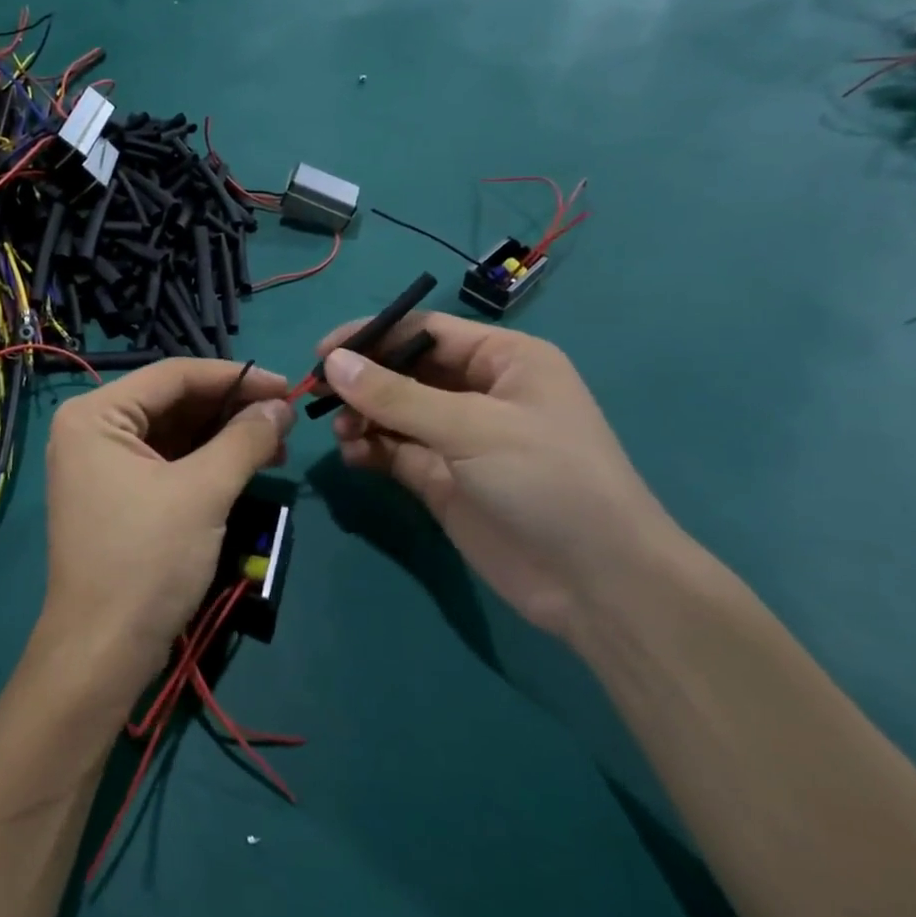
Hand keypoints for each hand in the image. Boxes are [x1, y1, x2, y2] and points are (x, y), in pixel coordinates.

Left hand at [36, 360, 293, 702]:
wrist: (103, 651)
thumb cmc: (147, 560)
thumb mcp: (203, 492)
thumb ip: (244, 440)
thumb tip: (281, 406)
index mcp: (96, 414)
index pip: (174, 375)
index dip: (235, 377)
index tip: (286, 386)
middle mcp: (92, 429)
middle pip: (173, 402)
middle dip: (231, 409)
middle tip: (286, 419)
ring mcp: (101, 464)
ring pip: (174, 433)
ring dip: (224, 436)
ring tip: (277, 445)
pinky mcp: (117, 494)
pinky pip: (167, 461)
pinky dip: (206, 462)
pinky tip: (247, 466)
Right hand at [316, 313, 691, 643]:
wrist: (598, 585)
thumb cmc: (548, 481)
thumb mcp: (473, 427)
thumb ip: (397, 396)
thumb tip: (332, 361)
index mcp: (503, 360)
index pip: (424, 331)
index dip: (372, 336)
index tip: (323, 353)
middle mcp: (479, 391)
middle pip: (403, 371)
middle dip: (362, 380)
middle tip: (317, 394)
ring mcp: (459, 438)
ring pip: (394, 413)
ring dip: (362, 416)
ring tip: (343, 432)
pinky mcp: (443, 479)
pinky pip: (395, 451)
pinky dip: (370, 449)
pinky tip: (354, 456)